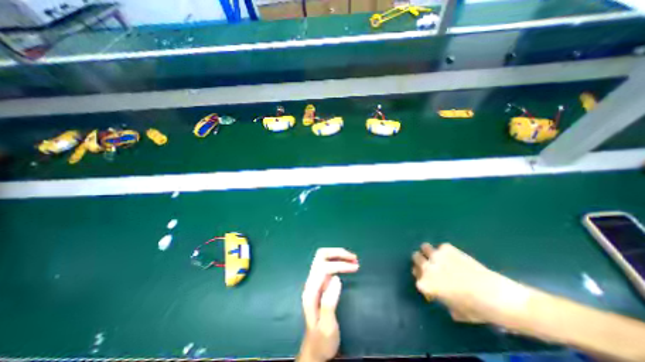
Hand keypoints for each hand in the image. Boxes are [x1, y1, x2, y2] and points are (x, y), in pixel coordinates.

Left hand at [296, 247, 356, 361]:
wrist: (314, 350)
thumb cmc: (322, 340)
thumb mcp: (327, 326)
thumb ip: (329, 302)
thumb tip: (337, 278)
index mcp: (311, 291)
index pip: (324, 267)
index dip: (340, 264)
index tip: (355, 267)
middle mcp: (311, 282)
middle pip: (321, 256)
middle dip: (338, 253)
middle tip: (354, 258)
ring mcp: (314, 281)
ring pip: (324, 258)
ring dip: (338, 255)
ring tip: (353, 259)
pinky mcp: (319, 283)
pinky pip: (327, 264)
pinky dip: (337, 260)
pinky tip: (346, 265)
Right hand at [414, 243, 527, 324]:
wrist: (497, 297)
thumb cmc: (475, 309)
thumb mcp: (453, 309)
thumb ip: (439, 297)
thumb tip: (439, 293)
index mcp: (425, 284)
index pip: (416, 276)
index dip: (423, 279)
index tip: (431, 283)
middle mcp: (426, 267)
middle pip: (415, 257)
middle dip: (421, 261)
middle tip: (431, 266)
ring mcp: (436, 255)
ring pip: (424, 247)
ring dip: (429, 252)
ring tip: (439, 257)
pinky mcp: (447, 247)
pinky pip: (441, 247)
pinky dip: (445, 251)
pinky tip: (455, 258)